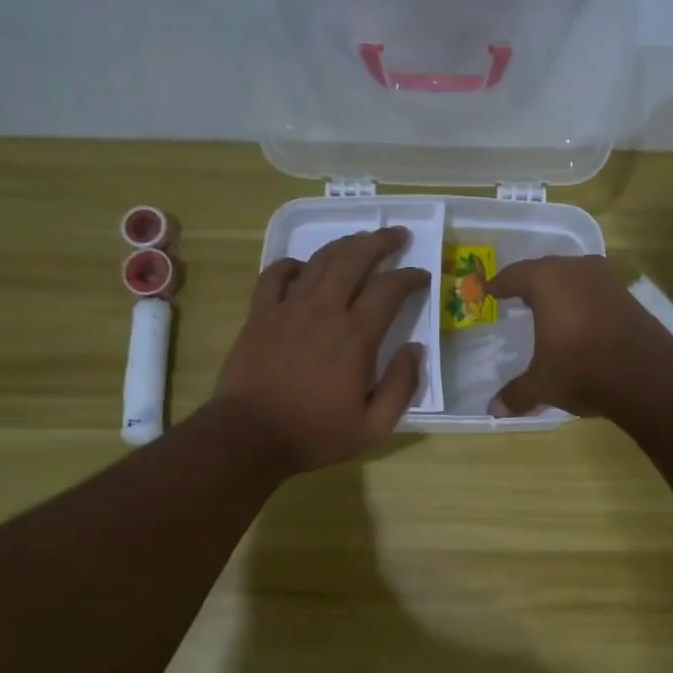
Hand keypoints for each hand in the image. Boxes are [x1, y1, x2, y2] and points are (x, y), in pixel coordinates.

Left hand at [211, 227, 428, 475]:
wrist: (250, 436)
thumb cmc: (315, 434)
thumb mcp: (373, 426)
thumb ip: (401, 386)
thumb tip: (415, 349)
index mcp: (355, 337)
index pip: (389, 290)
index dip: (410, 278)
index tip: (422, 276)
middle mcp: (323, 311)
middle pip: (354, 259)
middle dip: (380, 242)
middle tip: (397, 235)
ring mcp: (288, 308)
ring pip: (319, 259)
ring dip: (344, 244)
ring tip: (361, 240)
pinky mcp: (260, 313)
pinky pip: (276, 274)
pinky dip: (293, 263)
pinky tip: (303, 267)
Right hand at [487, 255, 672, 418]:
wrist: (647, 375)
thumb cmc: (582, 370)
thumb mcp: (543, 385)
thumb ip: (517, 393)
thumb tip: (495, 409)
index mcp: (547, 281)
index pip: (515, 275)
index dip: (499, 284)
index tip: (489, 291)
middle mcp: (576, 270)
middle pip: (546, 269)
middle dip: (530, 282)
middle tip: (516, 296)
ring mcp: (606, 280)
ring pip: (574, 277)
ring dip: (560, 289)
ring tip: (548, 307)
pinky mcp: (627, 296)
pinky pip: (594, 291)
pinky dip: (581, 301)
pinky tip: (579, 320)